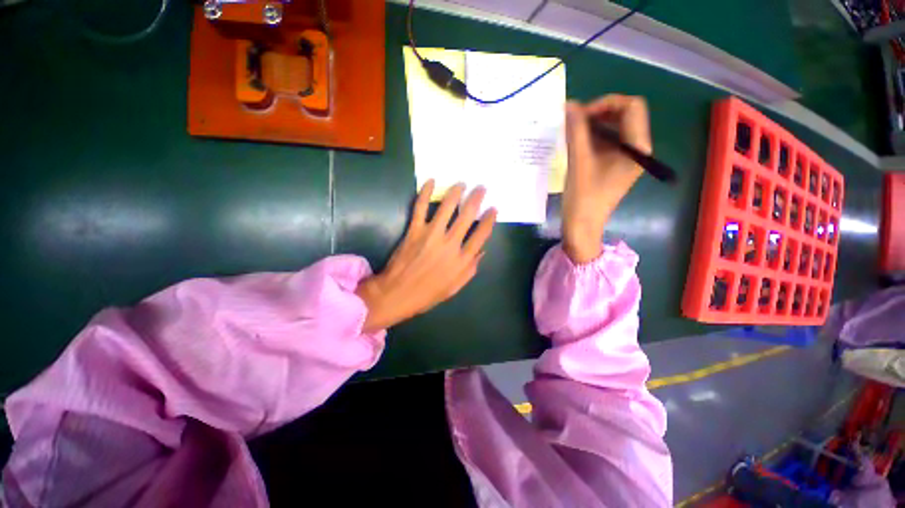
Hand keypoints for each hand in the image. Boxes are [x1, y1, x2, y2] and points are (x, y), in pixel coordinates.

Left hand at [355, 180, 496, 332]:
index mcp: (462, 260)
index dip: (489, 220)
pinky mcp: (414, 230)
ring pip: (447, 207)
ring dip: (456, 192)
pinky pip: (420, 208)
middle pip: (467, 216)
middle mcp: (450, 244)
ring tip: (461, 183)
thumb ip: (471, 269)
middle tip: (481, 187)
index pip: (481, 234)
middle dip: (476, 199)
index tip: (493, 209)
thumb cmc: (428, 293)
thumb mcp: (455, 287)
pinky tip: (431, 181)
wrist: (398, 294)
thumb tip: (481, 250)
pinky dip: (425, 193)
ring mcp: (431, 235)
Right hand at [563, 95, 650, 264]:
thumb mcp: (579, 162)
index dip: (605, 103)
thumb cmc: (584, 197)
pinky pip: (608, 141)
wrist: (582, 227)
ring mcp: (627, 157)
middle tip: (574, 122)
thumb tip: (569, 105)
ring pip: (615, 127)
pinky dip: (592, 137)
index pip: (631, 107)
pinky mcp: (615, 165)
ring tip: (572, 132)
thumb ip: (576, 131)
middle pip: (625, 115)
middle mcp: (638, 149)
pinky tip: (576, 143)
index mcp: (638, 147)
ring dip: (594, 124)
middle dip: (599, 113)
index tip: (580, 116)